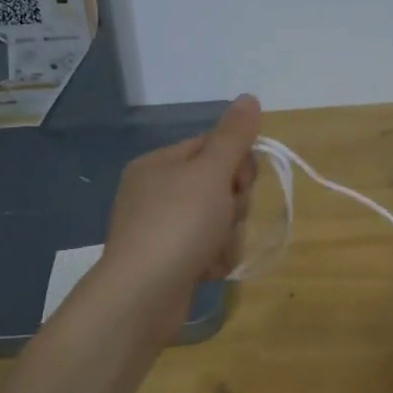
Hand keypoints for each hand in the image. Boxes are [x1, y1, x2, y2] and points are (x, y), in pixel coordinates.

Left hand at [92, 95, 261, 340]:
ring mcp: (161, 229)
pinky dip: (214, 259)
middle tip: (225, 217)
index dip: (236, 164)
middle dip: (233, 205)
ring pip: (218, 220)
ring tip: (213, 251)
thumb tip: (249, 97)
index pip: (212, 147)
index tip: (240, 182)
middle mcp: (157, 193)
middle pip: (219, 185)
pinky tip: (207, 271)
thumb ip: (233, 136)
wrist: (143, 296)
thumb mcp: (210, 173)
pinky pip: (208, 249)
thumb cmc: (177, 225)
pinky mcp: (169, 262)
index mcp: (159, 165)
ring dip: (227, 236)